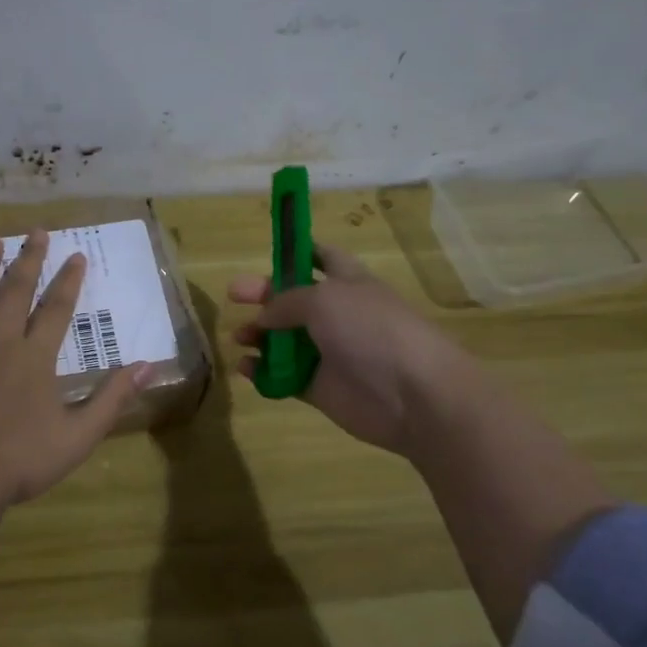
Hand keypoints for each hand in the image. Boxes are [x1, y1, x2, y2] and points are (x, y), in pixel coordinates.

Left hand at [0, 230, 150, 508]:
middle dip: (30, 260)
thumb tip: (149, 366)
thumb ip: (113, 398)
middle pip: (16, 292)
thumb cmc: (22, 459)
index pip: (57, 309)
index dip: (69, 281)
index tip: (77, 255)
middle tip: (37, 232)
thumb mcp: (80, 435)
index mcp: (36, 357)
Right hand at [229, 242, 465, 455]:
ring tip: (239, 338)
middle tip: (233, 297)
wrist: (413, 394)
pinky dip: (262, 373)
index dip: (297, 252)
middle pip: (293, 301)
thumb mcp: (324, 300)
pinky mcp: (320, 388)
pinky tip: (245, 369)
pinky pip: (283, 377)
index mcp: (347, 283)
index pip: (321, 257)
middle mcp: (337, 315)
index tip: (268, 253)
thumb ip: (285, 302)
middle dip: (263, 296)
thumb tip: (264, 317)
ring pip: (284, 340)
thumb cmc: (371, 330)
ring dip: (258, 336)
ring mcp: (328, 353)